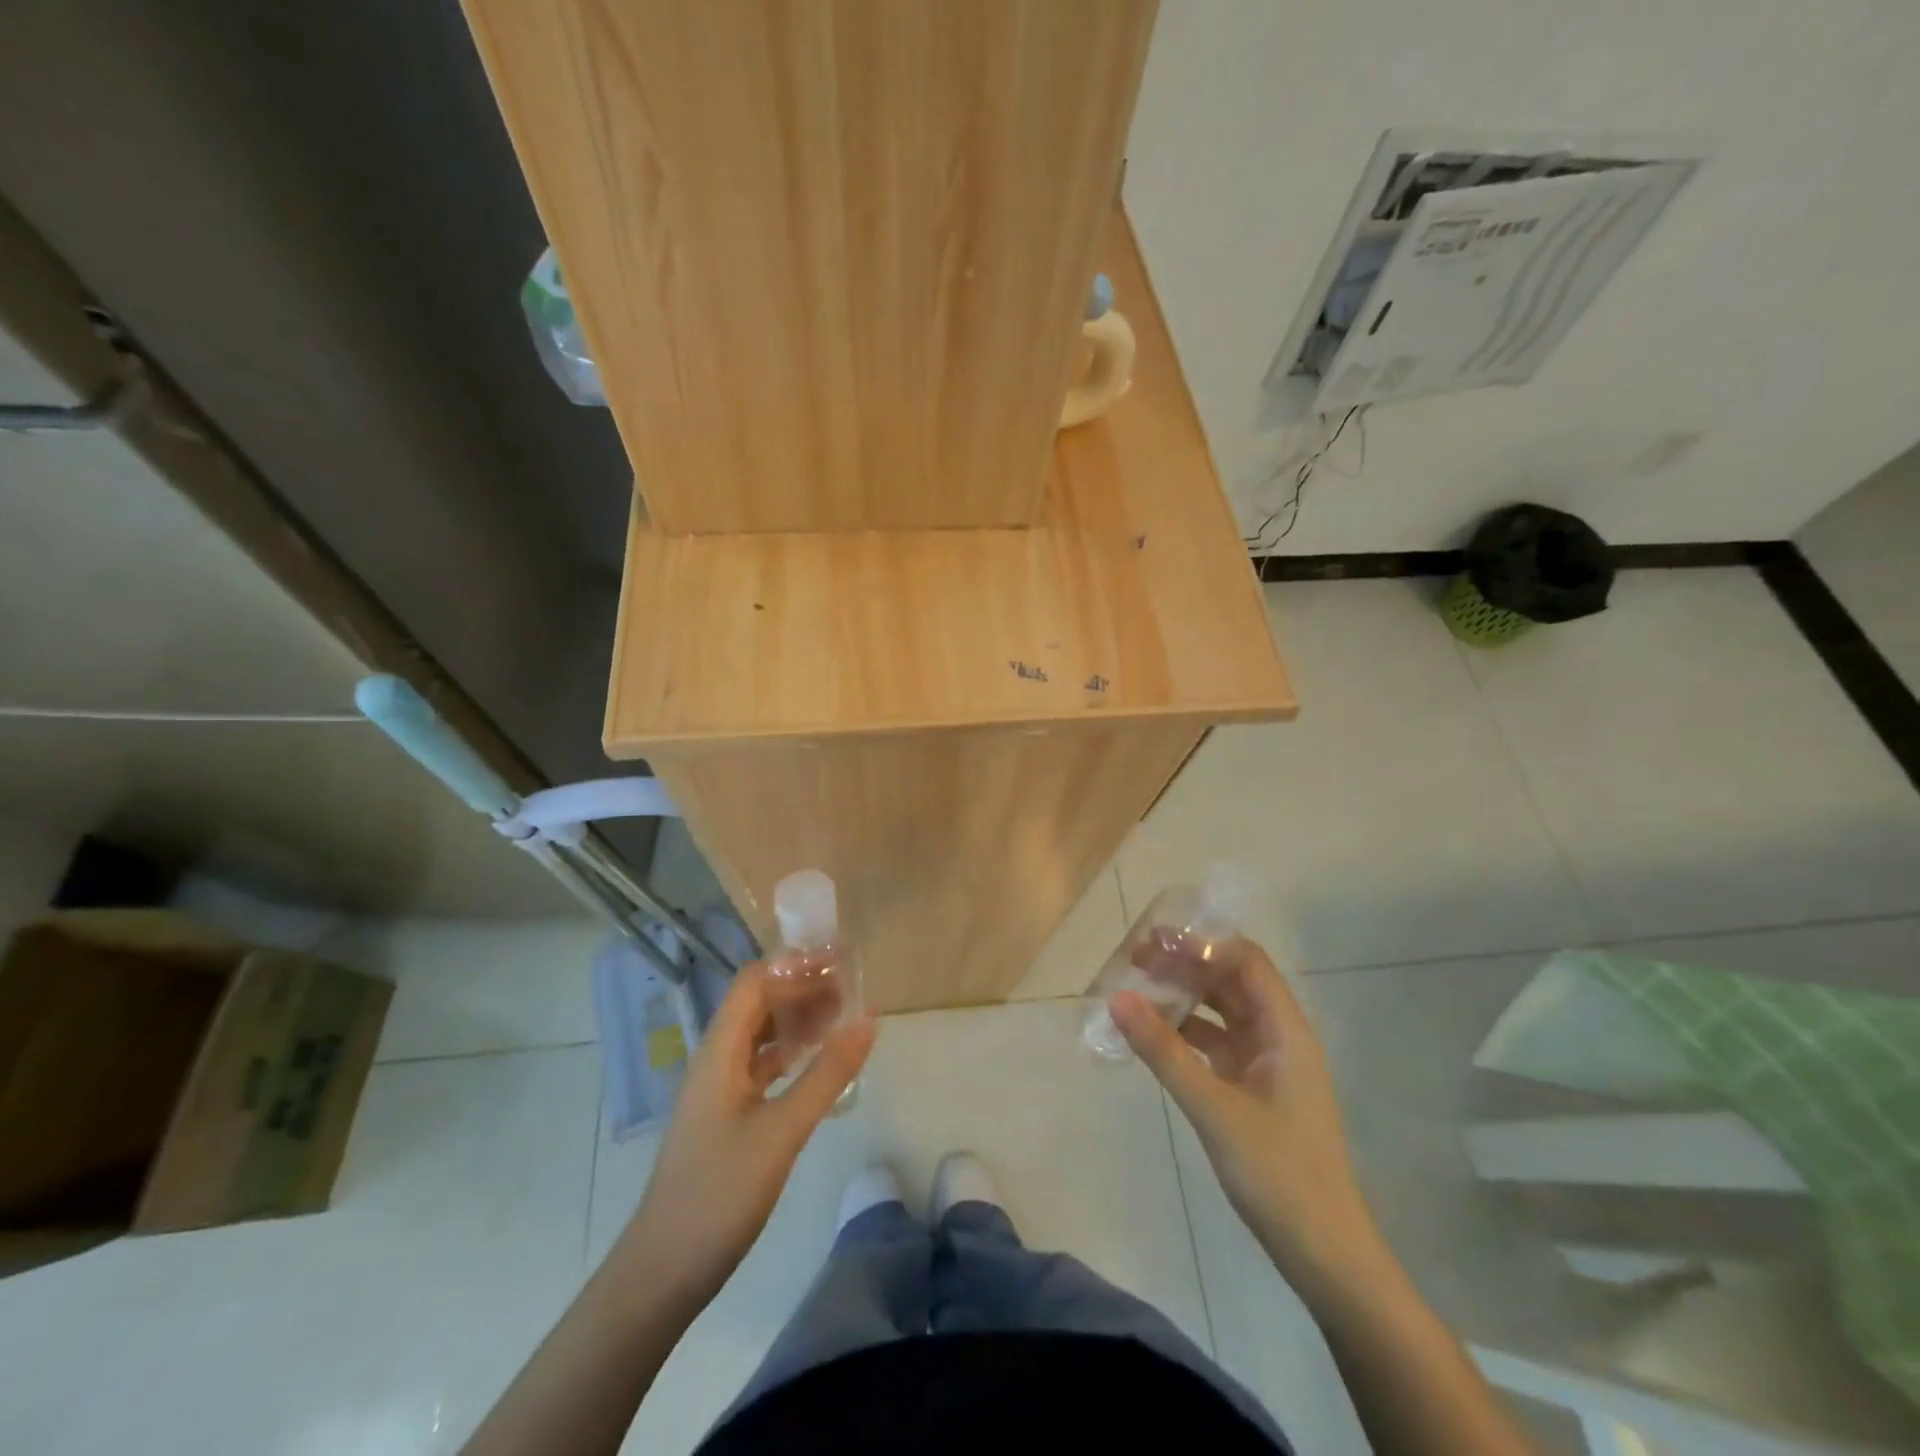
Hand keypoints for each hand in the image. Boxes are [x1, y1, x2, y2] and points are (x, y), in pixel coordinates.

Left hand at [620, 963, 874, 1308]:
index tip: (839, 961)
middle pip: (759, 1004)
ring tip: (846, 1014)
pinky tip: (822, 1060)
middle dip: (803, 988)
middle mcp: (717, 1060)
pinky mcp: (729, 1116)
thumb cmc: (718, 1194)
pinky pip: (764, 1067)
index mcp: (719, 1052)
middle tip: (853, 986)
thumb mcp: (781, 1131)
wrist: (663, 1272)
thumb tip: (868, 1019)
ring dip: (800, 1019)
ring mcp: (721, 1089)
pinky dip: (794, 1054)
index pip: (754, 982)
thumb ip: (826, 1074)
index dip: (794, 965)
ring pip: (763, 1035)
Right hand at [1110, 942, 1386, 1303]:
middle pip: (1231, 981)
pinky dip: (1185, 1033)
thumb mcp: (1214, 1109)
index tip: (1155, 942)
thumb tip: (1117, 998)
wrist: (1324, 1255)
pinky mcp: (1251, 1090)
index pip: (1246, 961)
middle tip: (1135, 960)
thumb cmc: (1278, 1174)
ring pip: (1221, 1012)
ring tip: (1136, 989)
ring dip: (1184, 998)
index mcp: (1285, 1031)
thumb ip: (1164, 1052)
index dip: (1203, 945)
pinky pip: (1215, 1045)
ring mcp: (1265, 1065)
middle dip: (1186, 965)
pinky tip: (1152, 1035)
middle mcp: (1277, 1038)